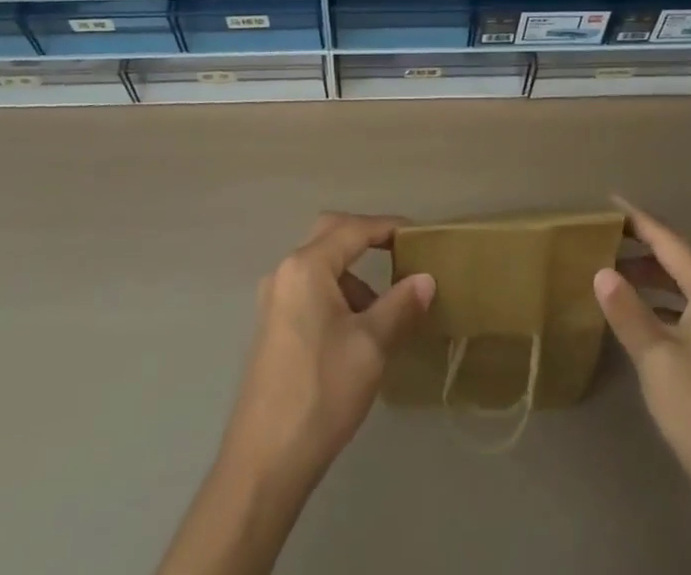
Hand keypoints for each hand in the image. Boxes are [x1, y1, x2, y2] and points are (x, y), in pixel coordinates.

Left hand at [158, 215, 435, 574]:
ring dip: (353, 275)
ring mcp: (274, 300)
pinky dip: (337, 295)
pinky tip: (357, 332)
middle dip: (367, 239)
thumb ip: (401, 305)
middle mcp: (285, 272)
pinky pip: (309, 291)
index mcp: (307, 266)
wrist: (264, 463)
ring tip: (385, 309)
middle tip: (400, 254)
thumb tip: (426, 279)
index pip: (354, 229)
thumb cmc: (322, 392)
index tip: (419, 235)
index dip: (389, 227)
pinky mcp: (272, 327)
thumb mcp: (371, 346)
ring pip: (320, 266)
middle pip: (331, 235)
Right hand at [596, 201, 690, 574]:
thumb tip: (602, 271)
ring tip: (611, 268)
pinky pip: (684, 311)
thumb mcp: (657, 359)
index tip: (608, 202)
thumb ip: (628, 311)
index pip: (671, 244)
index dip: (639, 222)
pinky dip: (658, 303)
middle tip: (602, 233)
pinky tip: (636, 314)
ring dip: (649, 276)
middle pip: (678, 262)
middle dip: (642, 246)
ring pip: (681, 288)